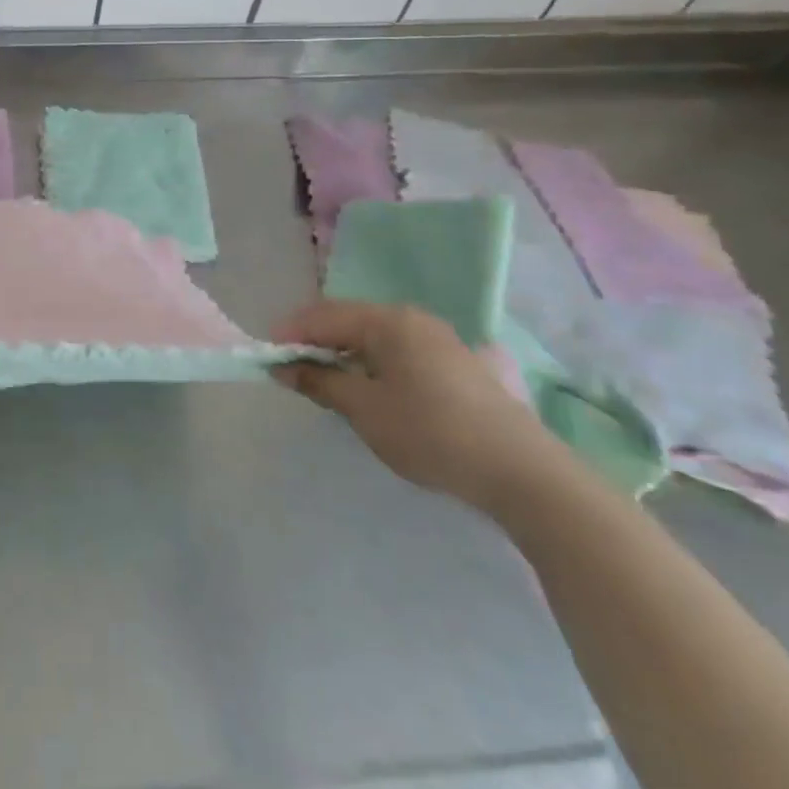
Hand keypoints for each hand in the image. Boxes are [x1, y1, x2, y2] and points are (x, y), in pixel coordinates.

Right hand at [271, 300, 564, 510]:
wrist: (521, 472)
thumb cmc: (431, 432)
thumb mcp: (364, 409)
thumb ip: (319, 382)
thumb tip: (283, 367)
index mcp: (388, 321)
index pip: (323, 316)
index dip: (290, 334)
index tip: (266, 359)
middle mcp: (412, 319)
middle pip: (348, 321)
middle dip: (315, 343)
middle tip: (291, 372)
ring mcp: (438, 340)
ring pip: (373, 337)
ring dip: (343, 355)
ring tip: (324, 384)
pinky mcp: (454, 364)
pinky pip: (396, 352)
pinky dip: (370, 364)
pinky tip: (367, 391)